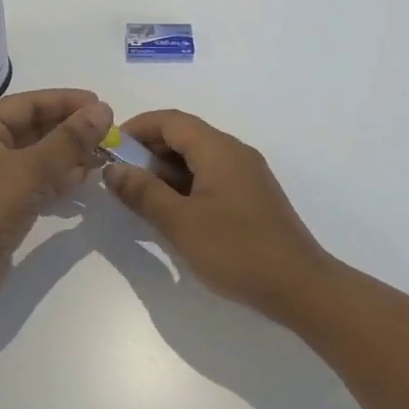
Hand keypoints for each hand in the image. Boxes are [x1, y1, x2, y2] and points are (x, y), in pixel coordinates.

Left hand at [0, 89, 113, 308]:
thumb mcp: (30, 169)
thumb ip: (69, 140)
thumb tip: (102, 109)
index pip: (29, 104)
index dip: (66, 101)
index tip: (101, 106)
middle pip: (35, 129)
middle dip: (71, 130)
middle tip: (109, 134)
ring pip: (38, 157)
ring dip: (69, 156)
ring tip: (103, 157)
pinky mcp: (2, 206)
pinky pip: (36, 183)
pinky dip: (59, 180)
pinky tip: (84, 181)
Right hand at [102, 109, 337, 318]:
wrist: (300, 287)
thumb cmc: (236, 250)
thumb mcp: (180, 223)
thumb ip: (143, 193)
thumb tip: (113, 169)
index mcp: (218, 149)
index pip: (170, 120)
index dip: (136, 128)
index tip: (109, 149)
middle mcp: (234, 152)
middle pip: (184, 136)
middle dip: (148, 151)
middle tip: (120, 178)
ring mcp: (246, 174)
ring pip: (197, 158)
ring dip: (166, 171)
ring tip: (141, 198)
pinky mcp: (252, 196)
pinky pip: (211, 176)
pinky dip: (186, 185)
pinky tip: (173, 212)